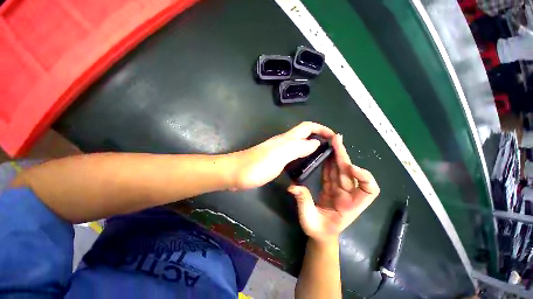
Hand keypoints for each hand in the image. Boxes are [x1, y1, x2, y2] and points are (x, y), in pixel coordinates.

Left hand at [231, 122, 334, 189]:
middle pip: (304, 135)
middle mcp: (284, 143)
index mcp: (286, 139)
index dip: (322, 128)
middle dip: (319, 137)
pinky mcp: (275, 160)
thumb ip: (298, 148)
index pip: (307, 127)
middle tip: (330, 150)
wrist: (235, 173)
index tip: (334, 137)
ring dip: (311, 148)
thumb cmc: (257, 165)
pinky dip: (302, 158)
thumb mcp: (280, 155)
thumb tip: (316, 142)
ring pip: (299, 145)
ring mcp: (279, 152)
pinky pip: (292, 156)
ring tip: (321, 159)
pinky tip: (304, 166)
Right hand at [288, 134, 379, 243]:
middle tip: (336, 140)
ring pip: (340, 169)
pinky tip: (326, 152)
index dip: (364, 178)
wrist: (320, 234)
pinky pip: (331, 172)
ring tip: (333, 141)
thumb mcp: (309, 220)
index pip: (368, 191)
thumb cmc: (318, 230)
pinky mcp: (331, 186)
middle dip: (344, 156)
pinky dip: (329, 161)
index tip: (351, 167)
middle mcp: (348, 195)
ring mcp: (339, 189)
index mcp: (350, 206)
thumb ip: (303, 202)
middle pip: (350, 174)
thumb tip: (292, 187)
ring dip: (337, 155)